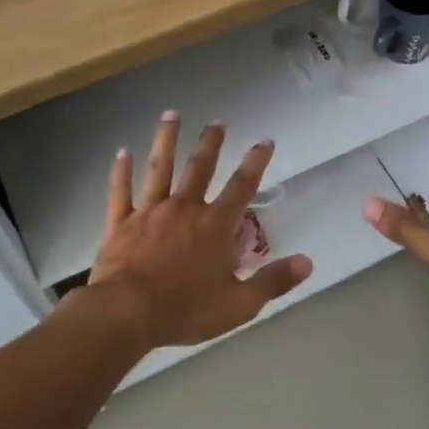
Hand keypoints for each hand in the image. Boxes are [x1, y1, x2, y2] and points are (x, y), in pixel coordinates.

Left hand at [87, 112, 312, 350]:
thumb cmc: (186, 310)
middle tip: (217, 121)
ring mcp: (149, 212)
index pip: (241, 187)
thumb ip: (272, 281)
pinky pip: (120, 192)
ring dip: (166, 140)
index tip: (264, 141)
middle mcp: (184, 209)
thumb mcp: (239, 304)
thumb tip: (308, 262)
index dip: (255, 163)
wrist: (127, 313)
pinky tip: (121, 152)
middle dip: (211, 143)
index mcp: (214, 226)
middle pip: (199, 168)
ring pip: (159, 168)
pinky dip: (121, 172)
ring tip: (171, 115)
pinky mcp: (120, 223)